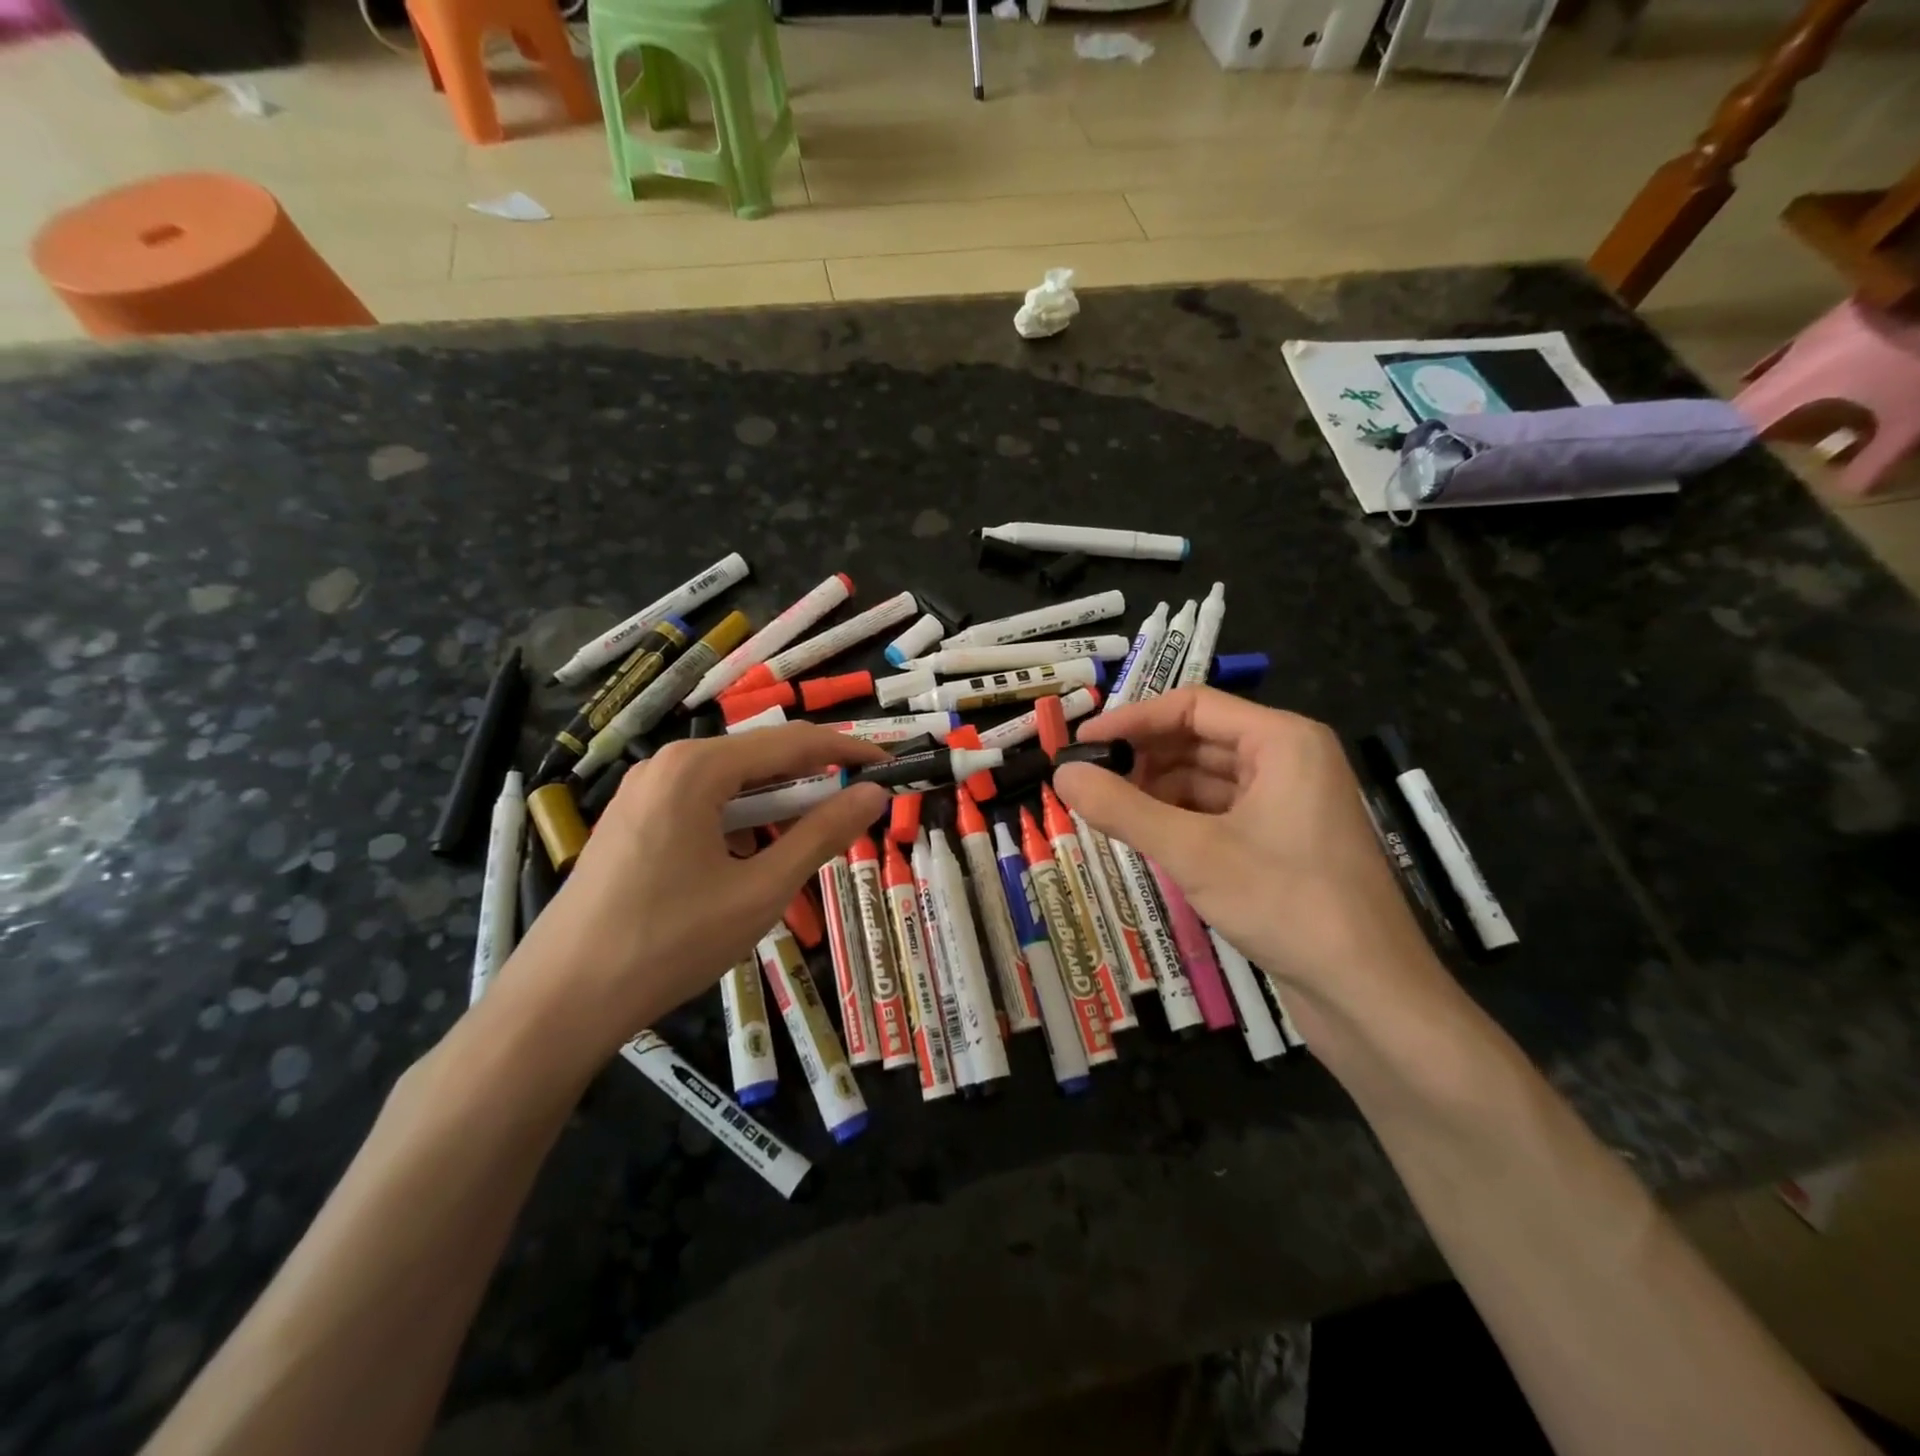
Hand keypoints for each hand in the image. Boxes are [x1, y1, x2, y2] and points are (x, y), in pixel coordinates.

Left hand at [497, 725, 888, 1058]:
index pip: (793, 742)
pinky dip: (741, 823)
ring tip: (808, 845)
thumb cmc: (670, 942)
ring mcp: (643, 793)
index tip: (890, 768)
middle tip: (857, 812)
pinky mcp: (631, 822)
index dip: (848, 752)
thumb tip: (874, 795)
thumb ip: (822, 835)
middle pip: (759, 759)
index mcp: (697, 768)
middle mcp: (667, 765)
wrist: (561, 1001)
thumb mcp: (760, 890)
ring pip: (731, 785)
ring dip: (776, 807)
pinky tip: (750, 862)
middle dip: (812, 781)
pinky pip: (702, 806)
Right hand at [1055, 688, 1445, 1019]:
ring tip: (1104, 808)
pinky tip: (1143, 835)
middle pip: (1199, 738)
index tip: (1081, 742)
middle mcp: (1288, 759)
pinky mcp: (1282, 841)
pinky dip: (1179, 818)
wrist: (1368, 994)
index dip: (1132, 719)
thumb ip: (1122, 809)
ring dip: (1156, 789)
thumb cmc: (1286, 904)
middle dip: (1142, 757)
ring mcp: (1288, 802)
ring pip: (1206, 778)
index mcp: (1282, 740)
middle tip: (1085, 779)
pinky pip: (1218, 811)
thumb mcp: (1194, 853)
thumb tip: (1061, 772)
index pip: (1192, 706)